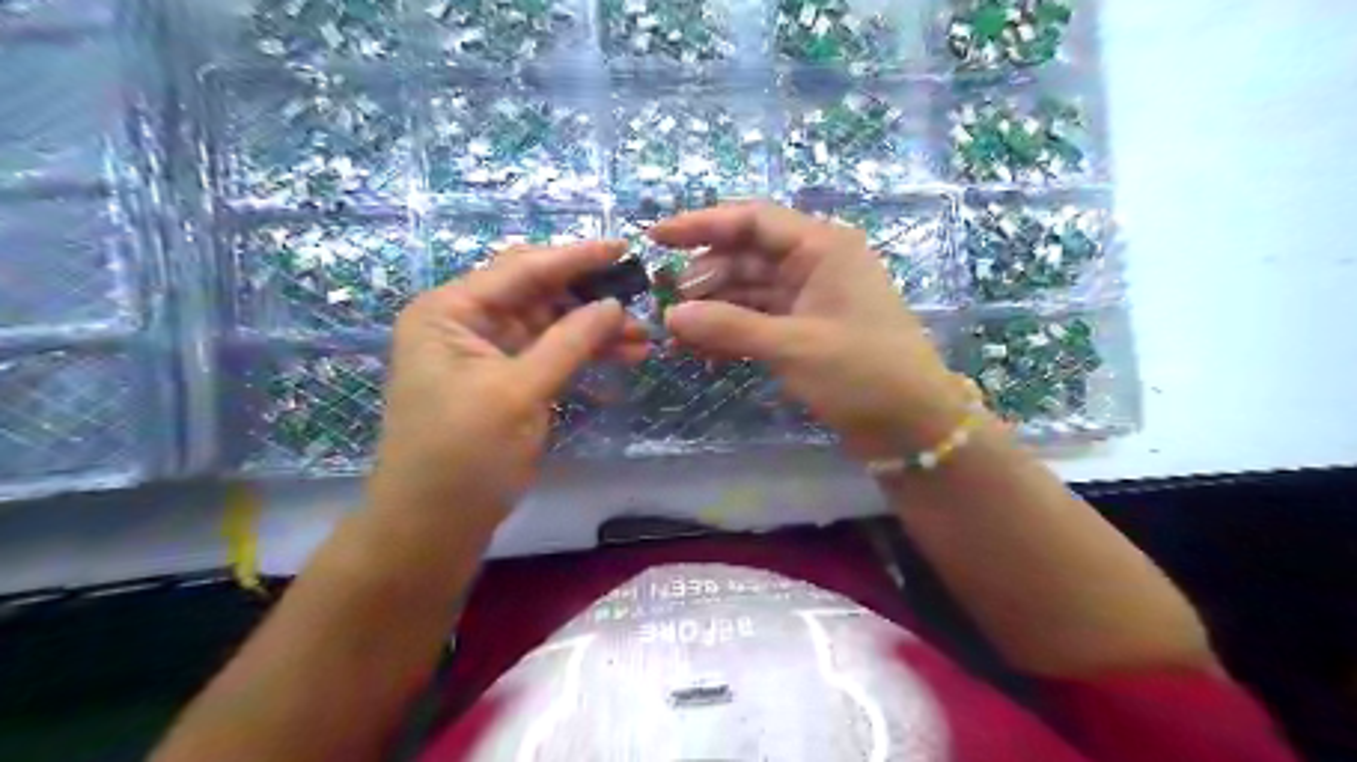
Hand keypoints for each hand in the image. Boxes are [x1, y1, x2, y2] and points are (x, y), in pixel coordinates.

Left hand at [370, 241, 648, 526]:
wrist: (433, 527)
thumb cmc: (463, 455)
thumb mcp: (519, 393)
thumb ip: (569, 343)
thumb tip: (616, 305)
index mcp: (450, 311)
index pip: (521, 270)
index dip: (575, 258)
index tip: (624, 247)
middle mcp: (465, 323)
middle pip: (537, 294)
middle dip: (589, 298)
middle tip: (640, 301)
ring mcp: (487, 353)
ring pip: (550, 326)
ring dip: (594, 330)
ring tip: (643, 339)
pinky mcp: (505, 381)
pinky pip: (550, 356)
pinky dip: (583, 356)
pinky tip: (621, 358)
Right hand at [652, 202, 969, 459]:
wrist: (912, 425)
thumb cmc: (862, 372)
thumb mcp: (793, 346)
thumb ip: (729, 327)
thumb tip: (670, 316)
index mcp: (822, 247)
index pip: (753, 220)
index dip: (702, 224)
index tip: (656, 237)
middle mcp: (815, 264)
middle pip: (747, 256)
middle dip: (706, 277)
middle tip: (667, 305)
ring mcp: (810, 299)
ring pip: (750, 291)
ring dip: (714, 309)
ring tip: (676, 333)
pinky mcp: (806, 330)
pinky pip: (760, 320)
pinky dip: (732, 332)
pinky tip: (702, 351)